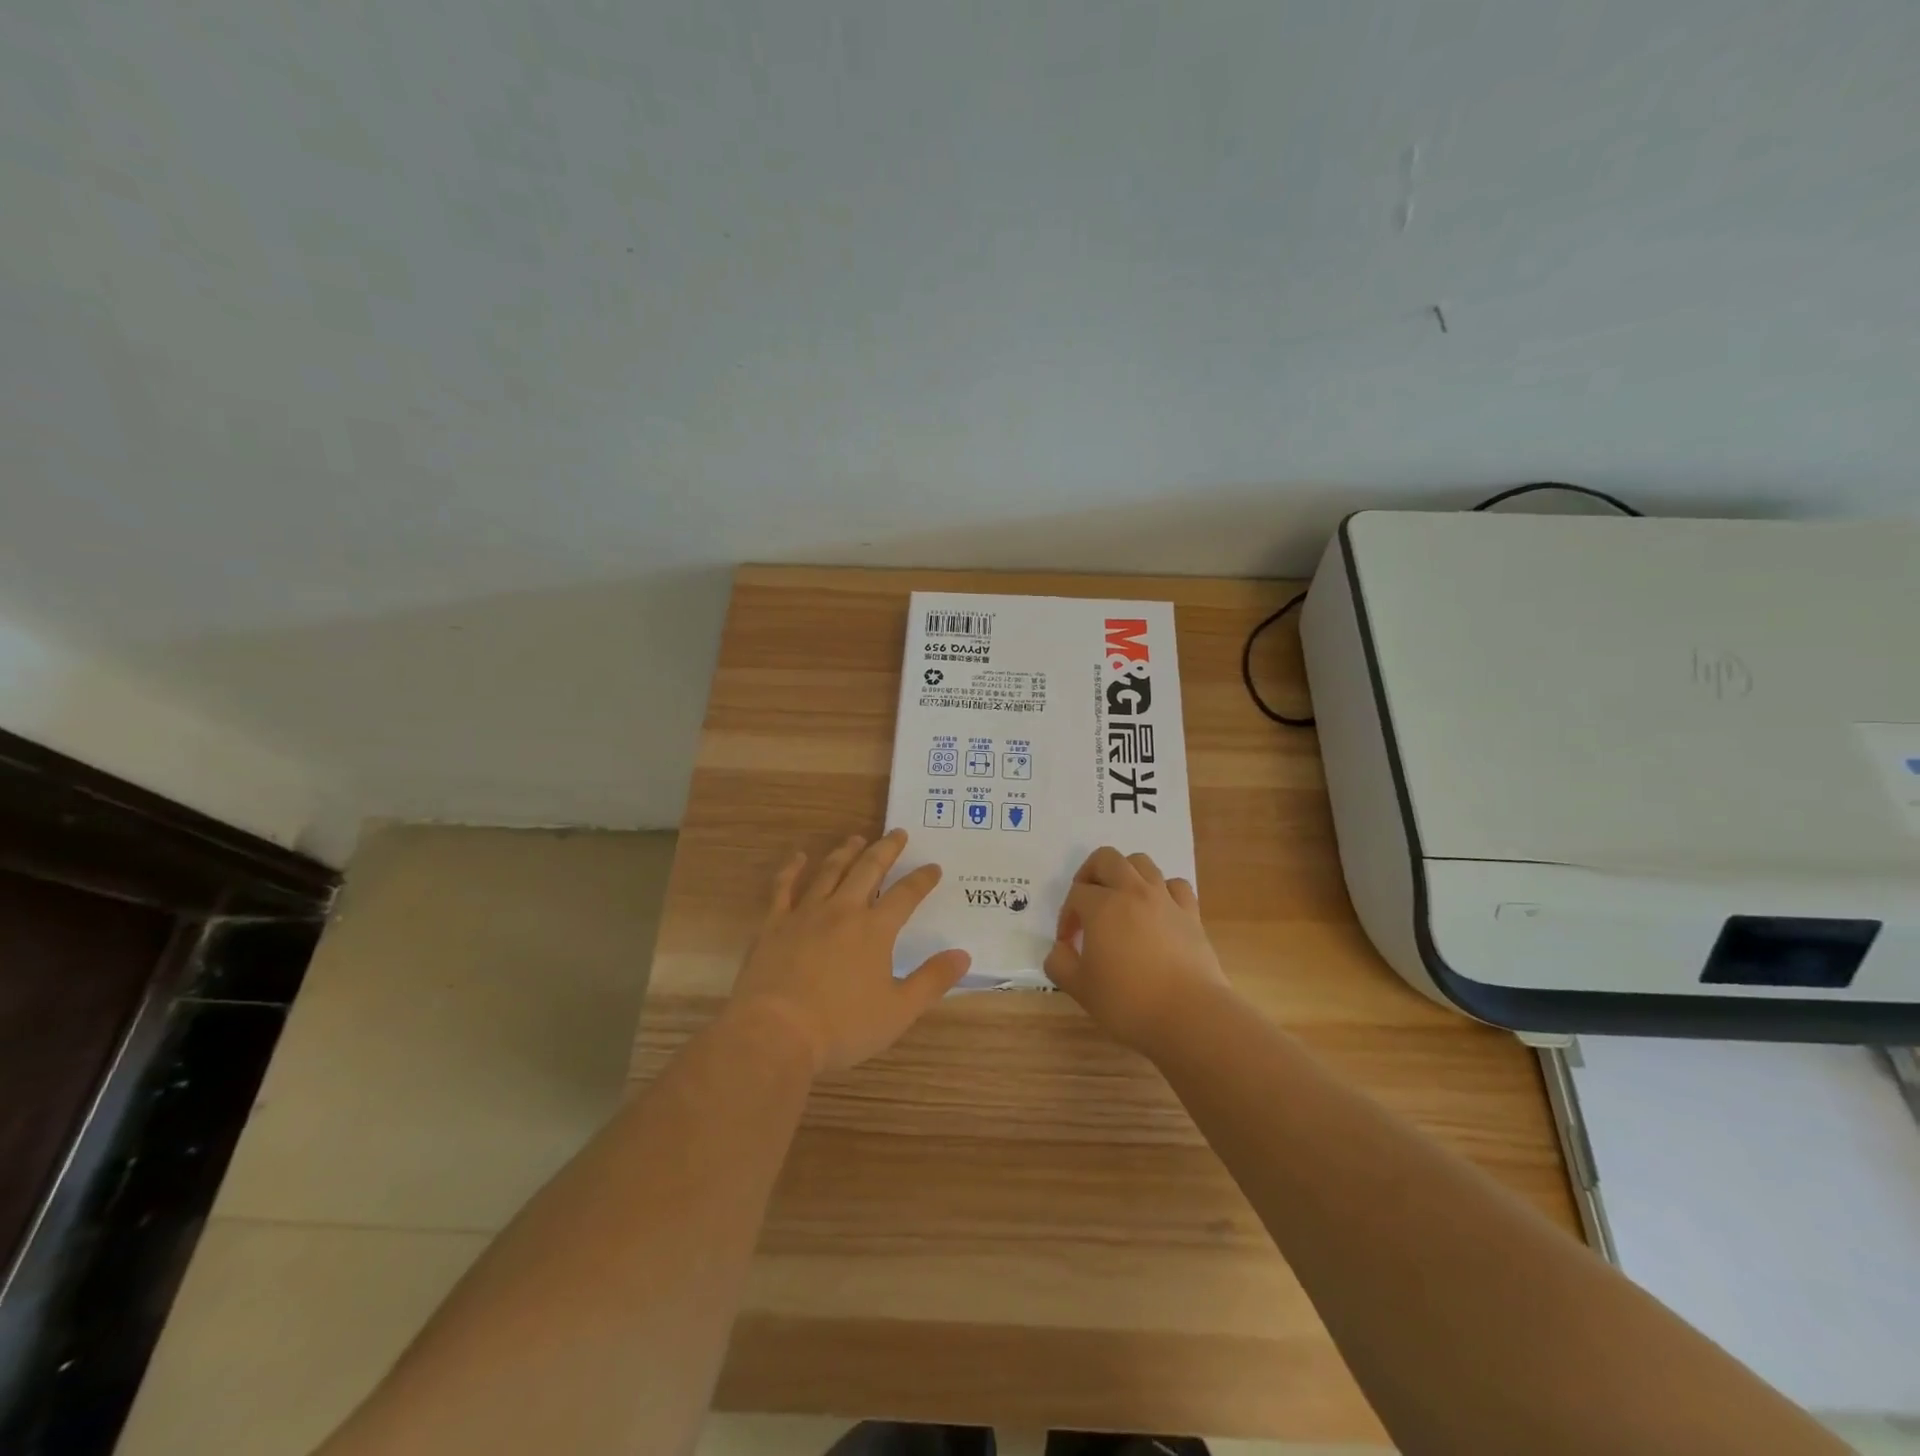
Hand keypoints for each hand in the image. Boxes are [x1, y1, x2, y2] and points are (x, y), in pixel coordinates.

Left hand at [727, 829, 970, 1073]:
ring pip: (830, 871)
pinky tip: (799, 857)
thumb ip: (932, 980)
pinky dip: (792, 869)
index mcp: (875, 930)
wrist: (777, 1033)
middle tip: (897, 833)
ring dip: (846, 852)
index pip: (905, 895)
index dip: (922, 879)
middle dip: (886, 849)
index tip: (933, 867)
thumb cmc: (842, 1027)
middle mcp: (843, 911)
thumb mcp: (899, 1011)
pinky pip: (784, 888)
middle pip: (868, 870)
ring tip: (856, 838)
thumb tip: (963, 955)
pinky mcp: (775, 924)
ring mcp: (805, 913)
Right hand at [1044, 846, 1230, 1052]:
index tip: (1068, 944)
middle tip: (1086, 904)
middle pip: (1106, 859)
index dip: (1066, 916)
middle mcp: (1133, 892)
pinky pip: (1175, 885)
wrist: (1190, 1016)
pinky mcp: (1191, 914)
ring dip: (1125, 874)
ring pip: (1142, 863)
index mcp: (1102, 906)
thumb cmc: (1128, 1002)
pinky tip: (1157, 911)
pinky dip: (1162, 890)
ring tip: (1120, 901)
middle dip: (1090, 874)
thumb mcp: (1079, 988)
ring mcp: (1165, 899)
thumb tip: (1060, 949)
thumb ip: (1059, 963)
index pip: (1075, 894)